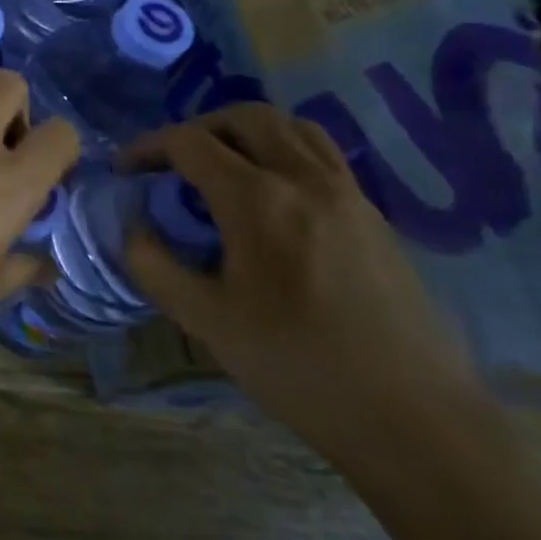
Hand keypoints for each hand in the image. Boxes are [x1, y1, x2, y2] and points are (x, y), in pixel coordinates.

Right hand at [120, 104, 483, 462]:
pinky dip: (283, 152)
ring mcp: (350, 196)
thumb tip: (133, 227)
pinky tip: (269, 198)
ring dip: (245, 133)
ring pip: (293, 126)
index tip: (125, 170)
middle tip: (172, 162)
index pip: (190, 143)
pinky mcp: (376, 218)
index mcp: (259, 201)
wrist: (416, 422)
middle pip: (246, 117)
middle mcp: (306, 181)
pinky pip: (322, 156)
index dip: (147, 147)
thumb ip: (153, 264)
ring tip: (221, 167)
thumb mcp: (205, 321)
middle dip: (197, 128)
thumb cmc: (299, 368)